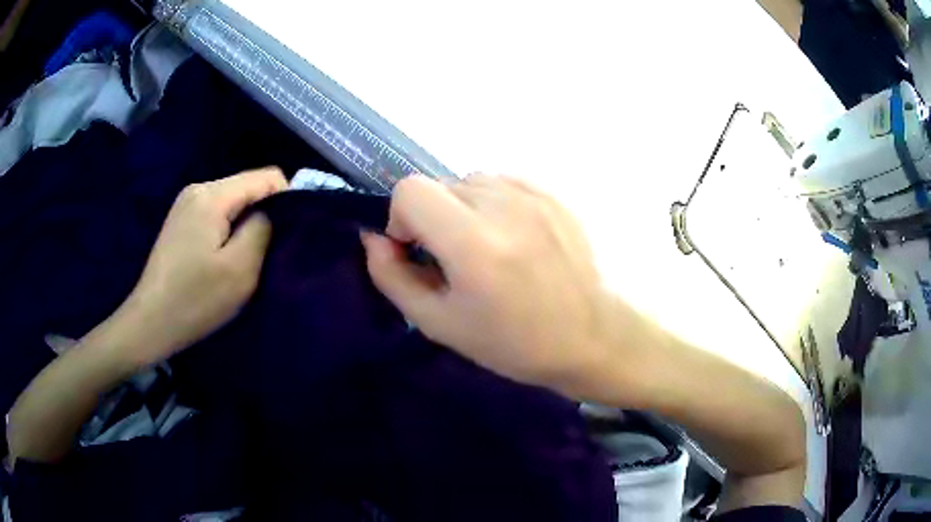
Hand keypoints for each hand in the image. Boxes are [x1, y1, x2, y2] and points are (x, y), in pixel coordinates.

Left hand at [116, 167, 286, 367]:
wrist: (150, 322)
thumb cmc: (195, 299)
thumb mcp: (239, 269)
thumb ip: (263, 229)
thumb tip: (273, 211)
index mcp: (212, 194)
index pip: (267, 177)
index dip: (286, 200)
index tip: (286, 236)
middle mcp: (199, 188)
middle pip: (248, 187)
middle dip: (263, 214)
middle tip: (263, 254)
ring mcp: (186, 203)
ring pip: (233, 201)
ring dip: (245, 225)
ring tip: (242, 259)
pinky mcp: (181, 219)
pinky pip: (217, 212)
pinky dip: (228, 229)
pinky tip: (221, 257)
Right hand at [361, 174, 621, 394]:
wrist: (594, 336)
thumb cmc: (516, 343)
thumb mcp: (440, 324)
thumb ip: (393, 277)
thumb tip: (373, 238)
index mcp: (474, 244)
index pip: (410, 189)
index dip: (402, 218)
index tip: (419, 250)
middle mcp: (504, 205)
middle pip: (439, 185)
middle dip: (435, 219)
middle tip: (459, 260)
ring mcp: (536, 193)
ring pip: (472, 181)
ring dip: (466, 209)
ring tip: (491, 249)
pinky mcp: (555, 192)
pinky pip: (504, 182)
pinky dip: (496, 203)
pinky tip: (516, 237)